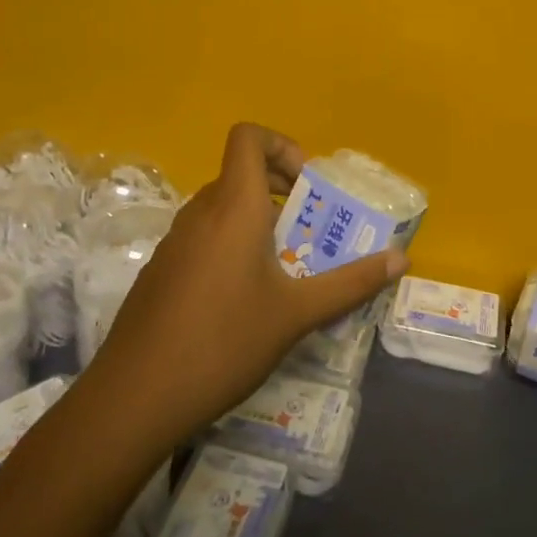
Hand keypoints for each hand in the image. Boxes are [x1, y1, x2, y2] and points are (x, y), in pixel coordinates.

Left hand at [87, 123, 406, 453]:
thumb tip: (401, 259)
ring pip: (221, 208)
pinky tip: (243, 300)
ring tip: (285, 266)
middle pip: (240, 173)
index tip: (308, 185)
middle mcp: (200, 213)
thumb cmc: (224, 342)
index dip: (281, 145)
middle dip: (280, 190)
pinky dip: (230, 245)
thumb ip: (351, 282)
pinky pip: (202, 237)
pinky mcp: (160, 272)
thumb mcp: (297, 314)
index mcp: (234, 207)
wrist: (134, 399)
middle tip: (310, 228)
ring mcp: (174, 242)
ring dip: (256, 220)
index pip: (248, 137)